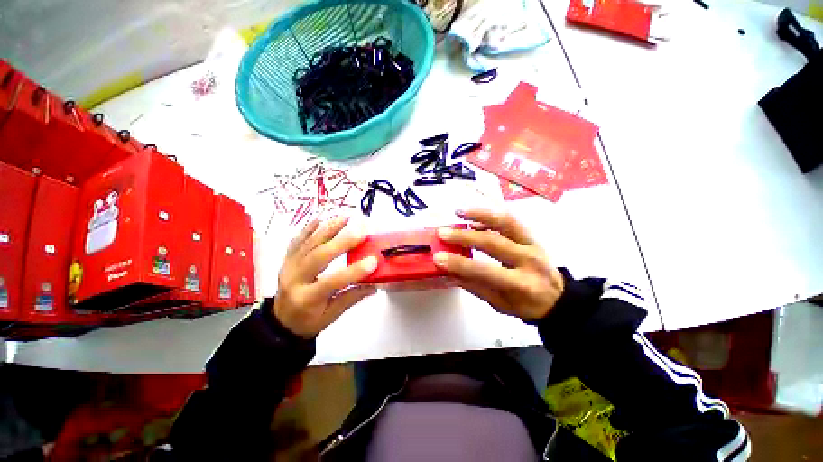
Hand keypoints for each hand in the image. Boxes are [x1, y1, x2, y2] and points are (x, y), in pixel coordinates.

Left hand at [274, 217, 377, 337]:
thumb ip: (351, 298)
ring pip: (309, 244)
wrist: (280, 322)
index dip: (354, 271)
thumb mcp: (331, 316)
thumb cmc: (308, 321)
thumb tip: (374, 285)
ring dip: (329, 228)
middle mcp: (295, 279)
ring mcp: (289, 266)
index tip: (373, 261)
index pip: (332, 282)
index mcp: (307, 298)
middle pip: (318, 257)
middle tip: (361, 230)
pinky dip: (308, 228)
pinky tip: (321, 218)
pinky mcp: (287, 259)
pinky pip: (297, 241)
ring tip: (346, 217)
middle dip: (342, 242)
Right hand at [433, 209, 564, 321]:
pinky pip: (510, 221)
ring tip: (459, 212)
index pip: (484, 271)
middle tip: (443, 232)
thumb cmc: (525, 305)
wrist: (558, 298)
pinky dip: (490, 217)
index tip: (438, 258)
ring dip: (480, 214)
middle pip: (493, 242)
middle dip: (464, 236)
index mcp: (520, 283)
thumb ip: (474, 286)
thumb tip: (449, 272)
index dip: (459, 264)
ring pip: (505, 222)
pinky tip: (474, 219)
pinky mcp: (531, 236)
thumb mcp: (498, 303)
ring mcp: (532, 244)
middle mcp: (528, 260)